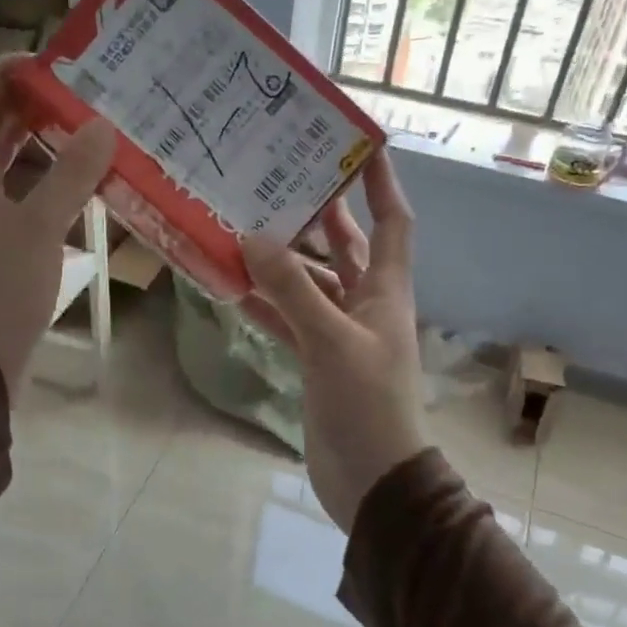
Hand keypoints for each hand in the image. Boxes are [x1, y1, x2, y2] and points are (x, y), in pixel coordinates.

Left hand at [0, 56, 116, 397]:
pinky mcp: (8, 247)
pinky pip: (31, 201)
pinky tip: (91, 186)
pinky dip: (57, 186)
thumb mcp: (38, 226)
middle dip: (32, 107)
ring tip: (95, 132)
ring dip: (49, 147)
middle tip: (83, 95)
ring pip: (15, 167)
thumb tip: (102, 125)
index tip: (47, 66)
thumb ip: (70, 175)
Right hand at [240, 151, 427, 532]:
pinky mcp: (316, 360)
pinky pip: (289, 321)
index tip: (361, 146)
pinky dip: (266, 305)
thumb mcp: (331, 340)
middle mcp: (365, 305)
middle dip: (320, 214)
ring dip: (282, 261)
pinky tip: (233, 287)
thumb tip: (252, 237)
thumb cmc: (367, 404)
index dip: (382, 184)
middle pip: (345, 247)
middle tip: (281, 179)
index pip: (393, 223)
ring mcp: (339, 334)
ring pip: (309, 284)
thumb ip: (292, 290)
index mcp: (386, 291)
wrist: (372, 479)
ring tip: (243, 226)